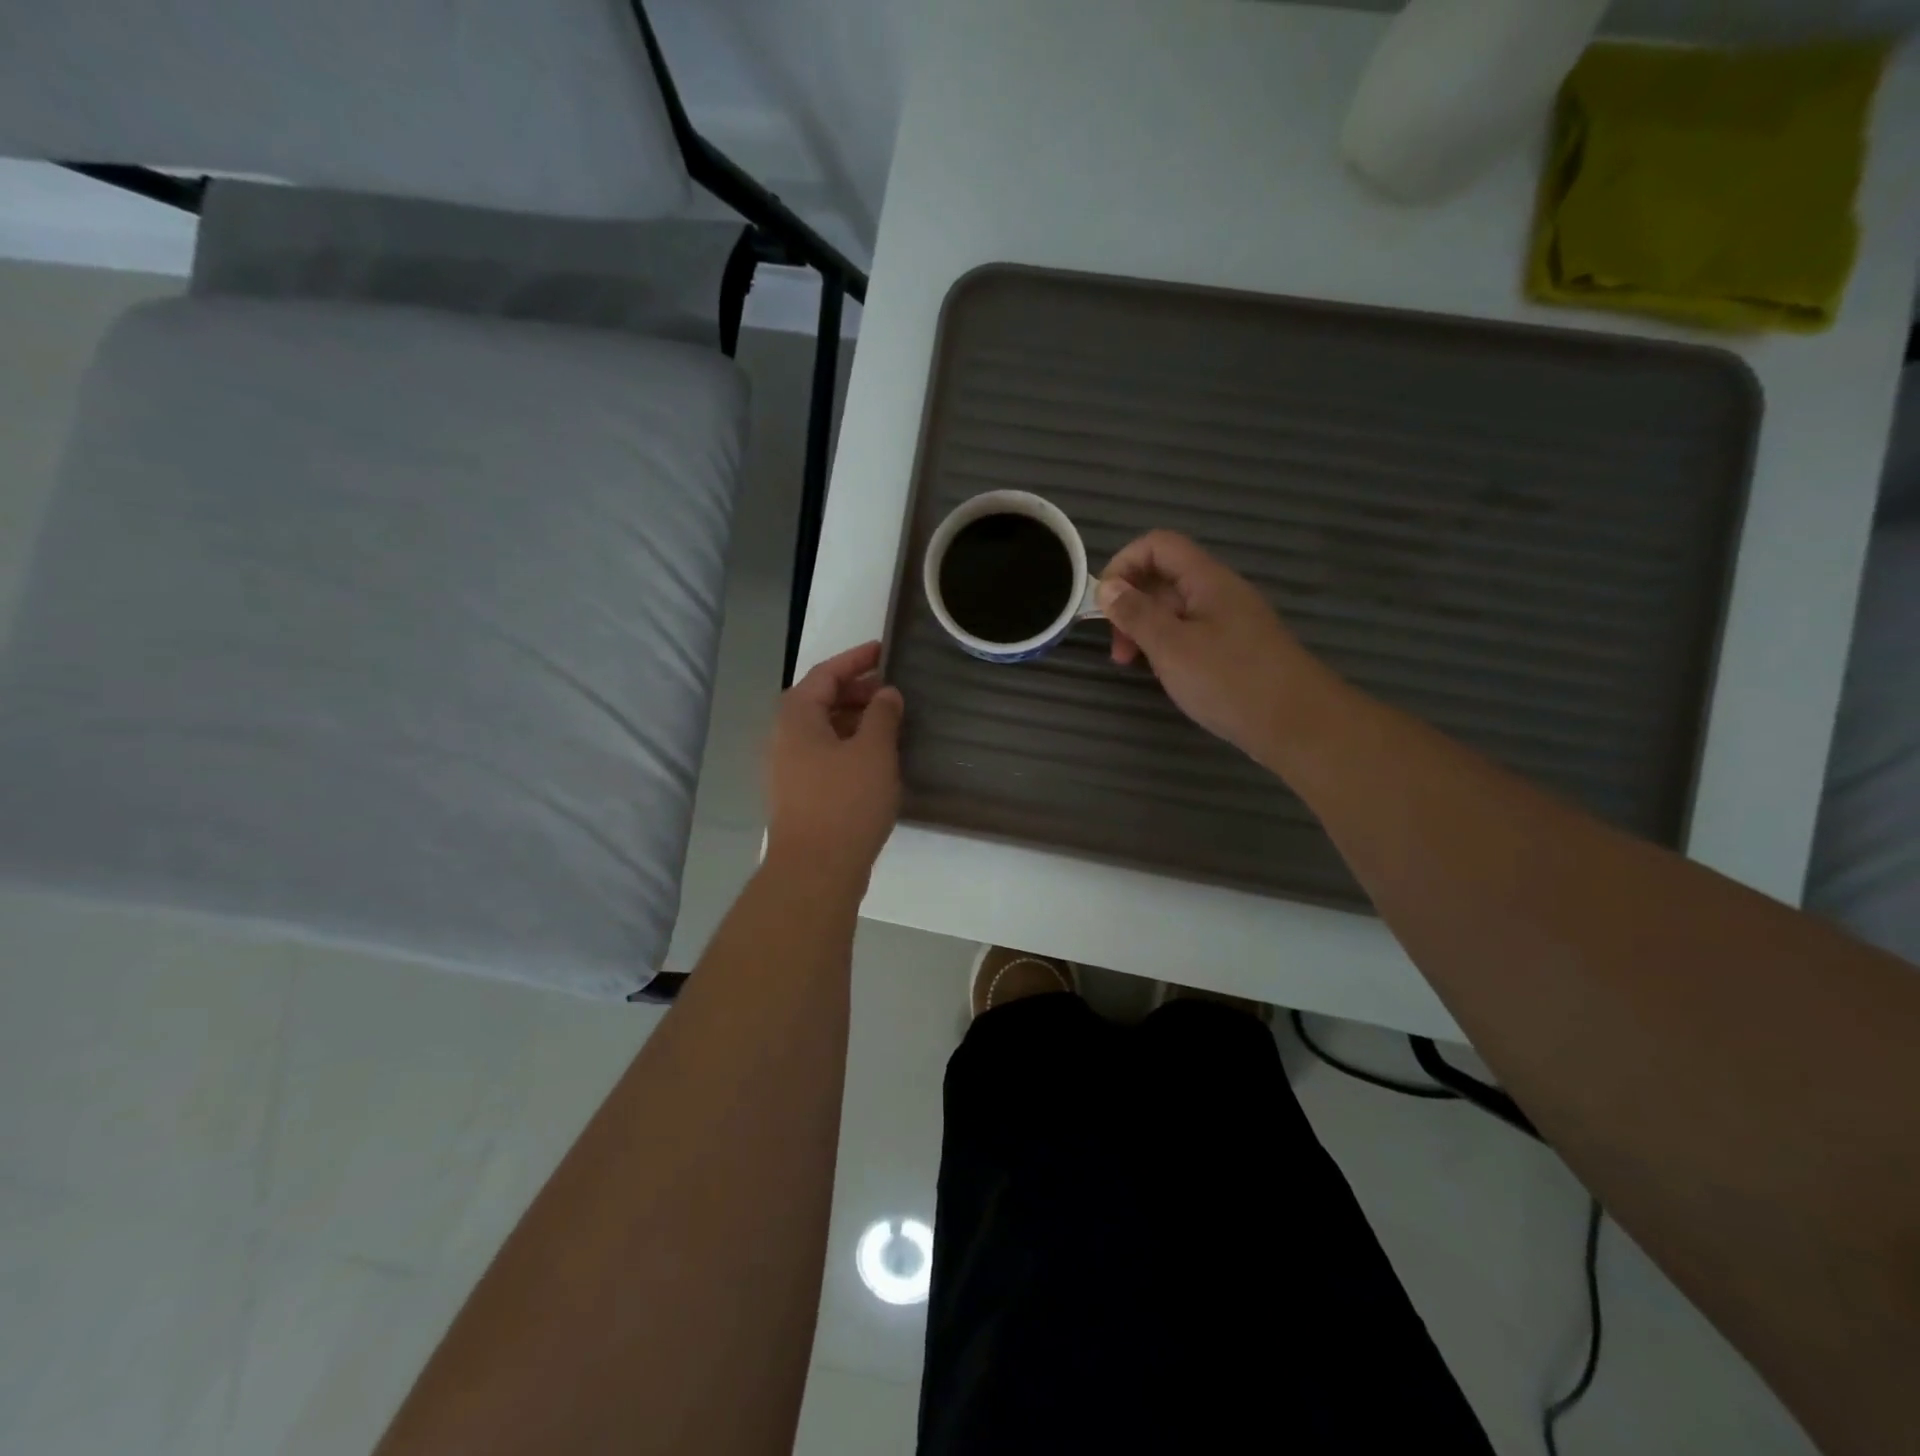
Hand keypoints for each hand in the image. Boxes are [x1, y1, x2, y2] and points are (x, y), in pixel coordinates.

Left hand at [765, 641, 904, 880]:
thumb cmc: (845, 801)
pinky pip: (826, 755)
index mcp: (797, 717)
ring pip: (825, 730)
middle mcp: (785, 737)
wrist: (816, 869)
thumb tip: (886, 693)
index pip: (826, 673)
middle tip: (893, 691)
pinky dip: (851, 746)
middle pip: (821, 700)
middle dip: (857, 691)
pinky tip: (877, 758)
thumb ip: (882, 714)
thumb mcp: (873, 751)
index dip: (856, 659)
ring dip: (856, 720)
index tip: (885, 650)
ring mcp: (789, 768)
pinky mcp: (800, 793)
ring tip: (891, 722)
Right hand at [1097, 531, 1318, 760]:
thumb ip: (1136, 614)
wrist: (1299, 724)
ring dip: (1147, 629)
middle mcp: (1220, 592)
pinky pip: (1192, 633)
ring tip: (1136, 665)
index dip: (1124, 564)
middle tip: (1118, 648)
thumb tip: (1107, 587)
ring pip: (1176, 609)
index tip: (1104, 604)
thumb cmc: (1230, 681)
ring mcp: (1231, 621)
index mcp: (1207, 580)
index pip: (1158, 545)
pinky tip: (1167, 675)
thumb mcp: (1171, 647)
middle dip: (1131, 604)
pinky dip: (1169, 646)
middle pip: (1165, 577)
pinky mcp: (1236, 649)